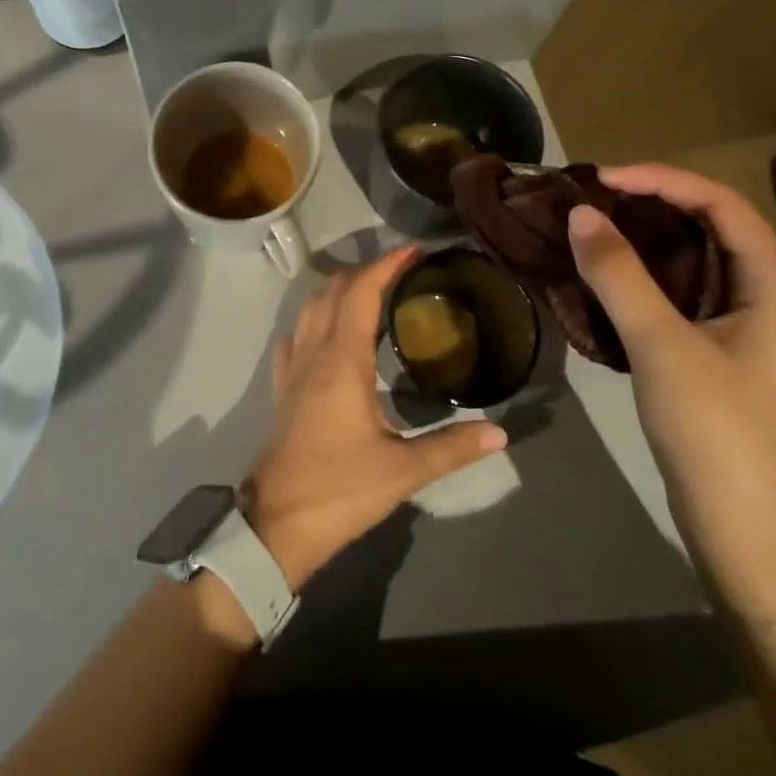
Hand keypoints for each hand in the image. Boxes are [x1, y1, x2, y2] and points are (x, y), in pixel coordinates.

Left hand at [244, 248, 506, 589]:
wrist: (276, 525)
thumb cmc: (340, 490)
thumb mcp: (403, 471)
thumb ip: (452, 447)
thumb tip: (500, 432)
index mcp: (343, 361)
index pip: (362, 294)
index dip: (386, 266)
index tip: (413, 251)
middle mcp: (314, 353)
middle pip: (334, 292)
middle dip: (365, 272)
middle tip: (400, 271)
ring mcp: (292, 369)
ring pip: (311, 309)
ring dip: (338, 290)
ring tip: (369, 292)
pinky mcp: (281, 389)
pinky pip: (295, 337)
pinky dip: (314, 320)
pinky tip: (327, 333)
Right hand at [567, 165, 775, 619]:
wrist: (751, 534)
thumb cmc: (716, 432)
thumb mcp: (661, 345)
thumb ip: (619, 273)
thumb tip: (581, 213)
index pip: (720, 203)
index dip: (661, 179)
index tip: (602, 178)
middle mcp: (771, 296)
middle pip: (712, 225)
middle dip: (652, 202)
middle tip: (591, 197)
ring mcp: (750, 327)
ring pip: (697, 259)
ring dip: (647, 237)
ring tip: (593, 226)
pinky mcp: (725, 352)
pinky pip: (685, 291)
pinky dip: (647, 273)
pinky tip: (608, 276)